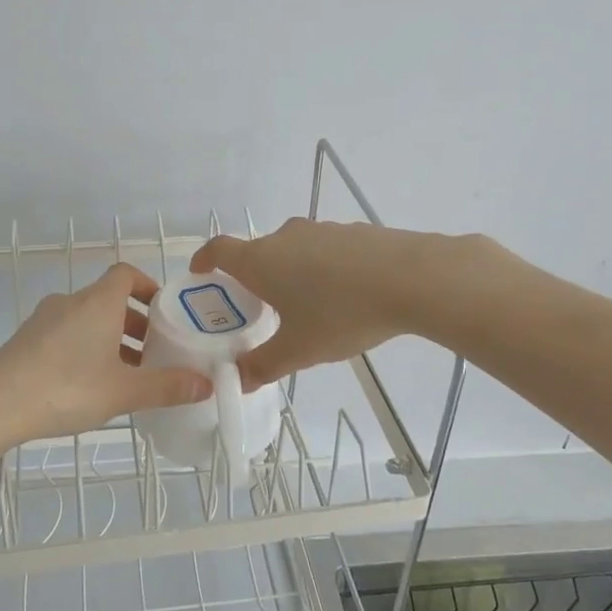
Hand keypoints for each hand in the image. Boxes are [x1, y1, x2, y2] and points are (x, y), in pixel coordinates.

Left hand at [0, 262, 213, 448]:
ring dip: (110, 338)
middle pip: (109, 300)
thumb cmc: (66, 387)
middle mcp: (71, 301)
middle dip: (135, 322)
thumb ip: (166, 387)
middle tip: (154, 353)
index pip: (126, 274)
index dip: (148, 287)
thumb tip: (206, 384)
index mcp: (98, 302)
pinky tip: (89, 385)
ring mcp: (44, 320)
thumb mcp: (123, 392)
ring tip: (125, 374)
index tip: (164, 313)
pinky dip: (85, 348)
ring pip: (87, 320)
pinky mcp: (25, 340)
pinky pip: (65, 334)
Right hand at [191, 219, 470, 389]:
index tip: (200, 272)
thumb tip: (238, 380)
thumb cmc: (341, 313)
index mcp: (261, 261)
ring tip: (306, 306)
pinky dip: (322, 268)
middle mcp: (285, 237)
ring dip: (290, 272)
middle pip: (257, 253)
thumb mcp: (299, 350)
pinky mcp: (353, 232)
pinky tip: (344, 295)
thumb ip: (263, 365)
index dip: (204, 260)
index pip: (219, 250)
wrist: (412, 278)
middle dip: (253, 278)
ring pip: (293, 250)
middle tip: (259, 308)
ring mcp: (321, 230)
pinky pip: (325, 250)